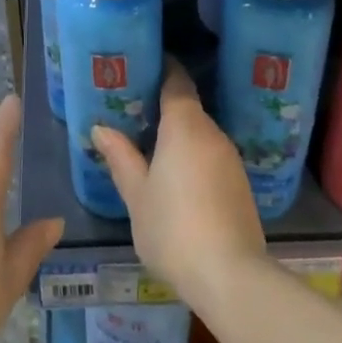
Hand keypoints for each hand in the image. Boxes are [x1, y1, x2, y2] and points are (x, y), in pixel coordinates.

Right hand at [91, 59, 266, 309]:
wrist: (230, 276)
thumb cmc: (173, 228)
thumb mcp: (136, 195)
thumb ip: (120, 157)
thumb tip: (101, 128)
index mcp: (185, 125)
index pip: (176, 82)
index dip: (162, 69)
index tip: (144, 66)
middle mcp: (212, 133)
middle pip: (188, 108)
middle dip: (164, 108)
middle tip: (135, 113)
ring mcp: (231, 159)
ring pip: (201, 135)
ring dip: (180, 137)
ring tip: (151, 148)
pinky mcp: (241, 185)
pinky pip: (212, 158)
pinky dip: (194, 159)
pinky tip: (178, 179)